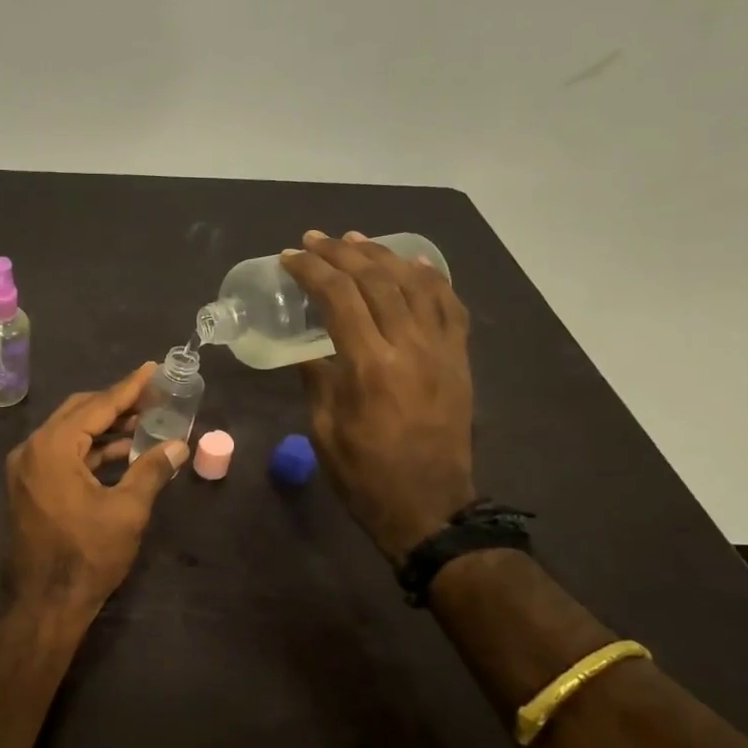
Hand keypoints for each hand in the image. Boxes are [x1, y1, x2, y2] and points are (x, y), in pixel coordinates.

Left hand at [3, 363, 188, 622]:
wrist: (42, 604)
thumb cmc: (86, 555)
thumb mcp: (127, 511)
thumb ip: (152, 470)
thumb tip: (179, 445)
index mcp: (52, 446)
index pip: (97, 404)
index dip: (129, 387)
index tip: (153, 370)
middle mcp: (33, 449)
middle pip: (79, 412)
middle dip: (117, 403)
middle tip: (153, 396)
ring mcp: (27, 469)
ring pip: (70, 434)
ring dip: (105, 428)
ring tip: (145, 423)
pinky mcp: (30, 487)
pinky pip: (63, 455)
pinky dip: (91, 450)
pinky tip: (121, 453)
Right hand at [281, 230, 475, 563]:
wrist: (429, 506)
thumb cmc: (364, 474)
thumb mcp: (324, 429)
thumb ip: (317, 379)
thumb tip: (310, 349)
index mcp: (369, 365)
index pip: (339, 297)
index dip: (311, 270)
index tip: (289, 257)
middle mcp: (409, 346)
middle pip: (376, 280)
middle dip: (341, 253)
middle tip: (314, 240)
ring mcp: (441, 350)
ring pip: (414, 284)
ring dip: (382, 256)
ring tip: (355, 241)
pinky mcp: (459, 359)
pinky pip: (450, 306)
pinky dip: (431, 279)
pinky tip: (413, 265)